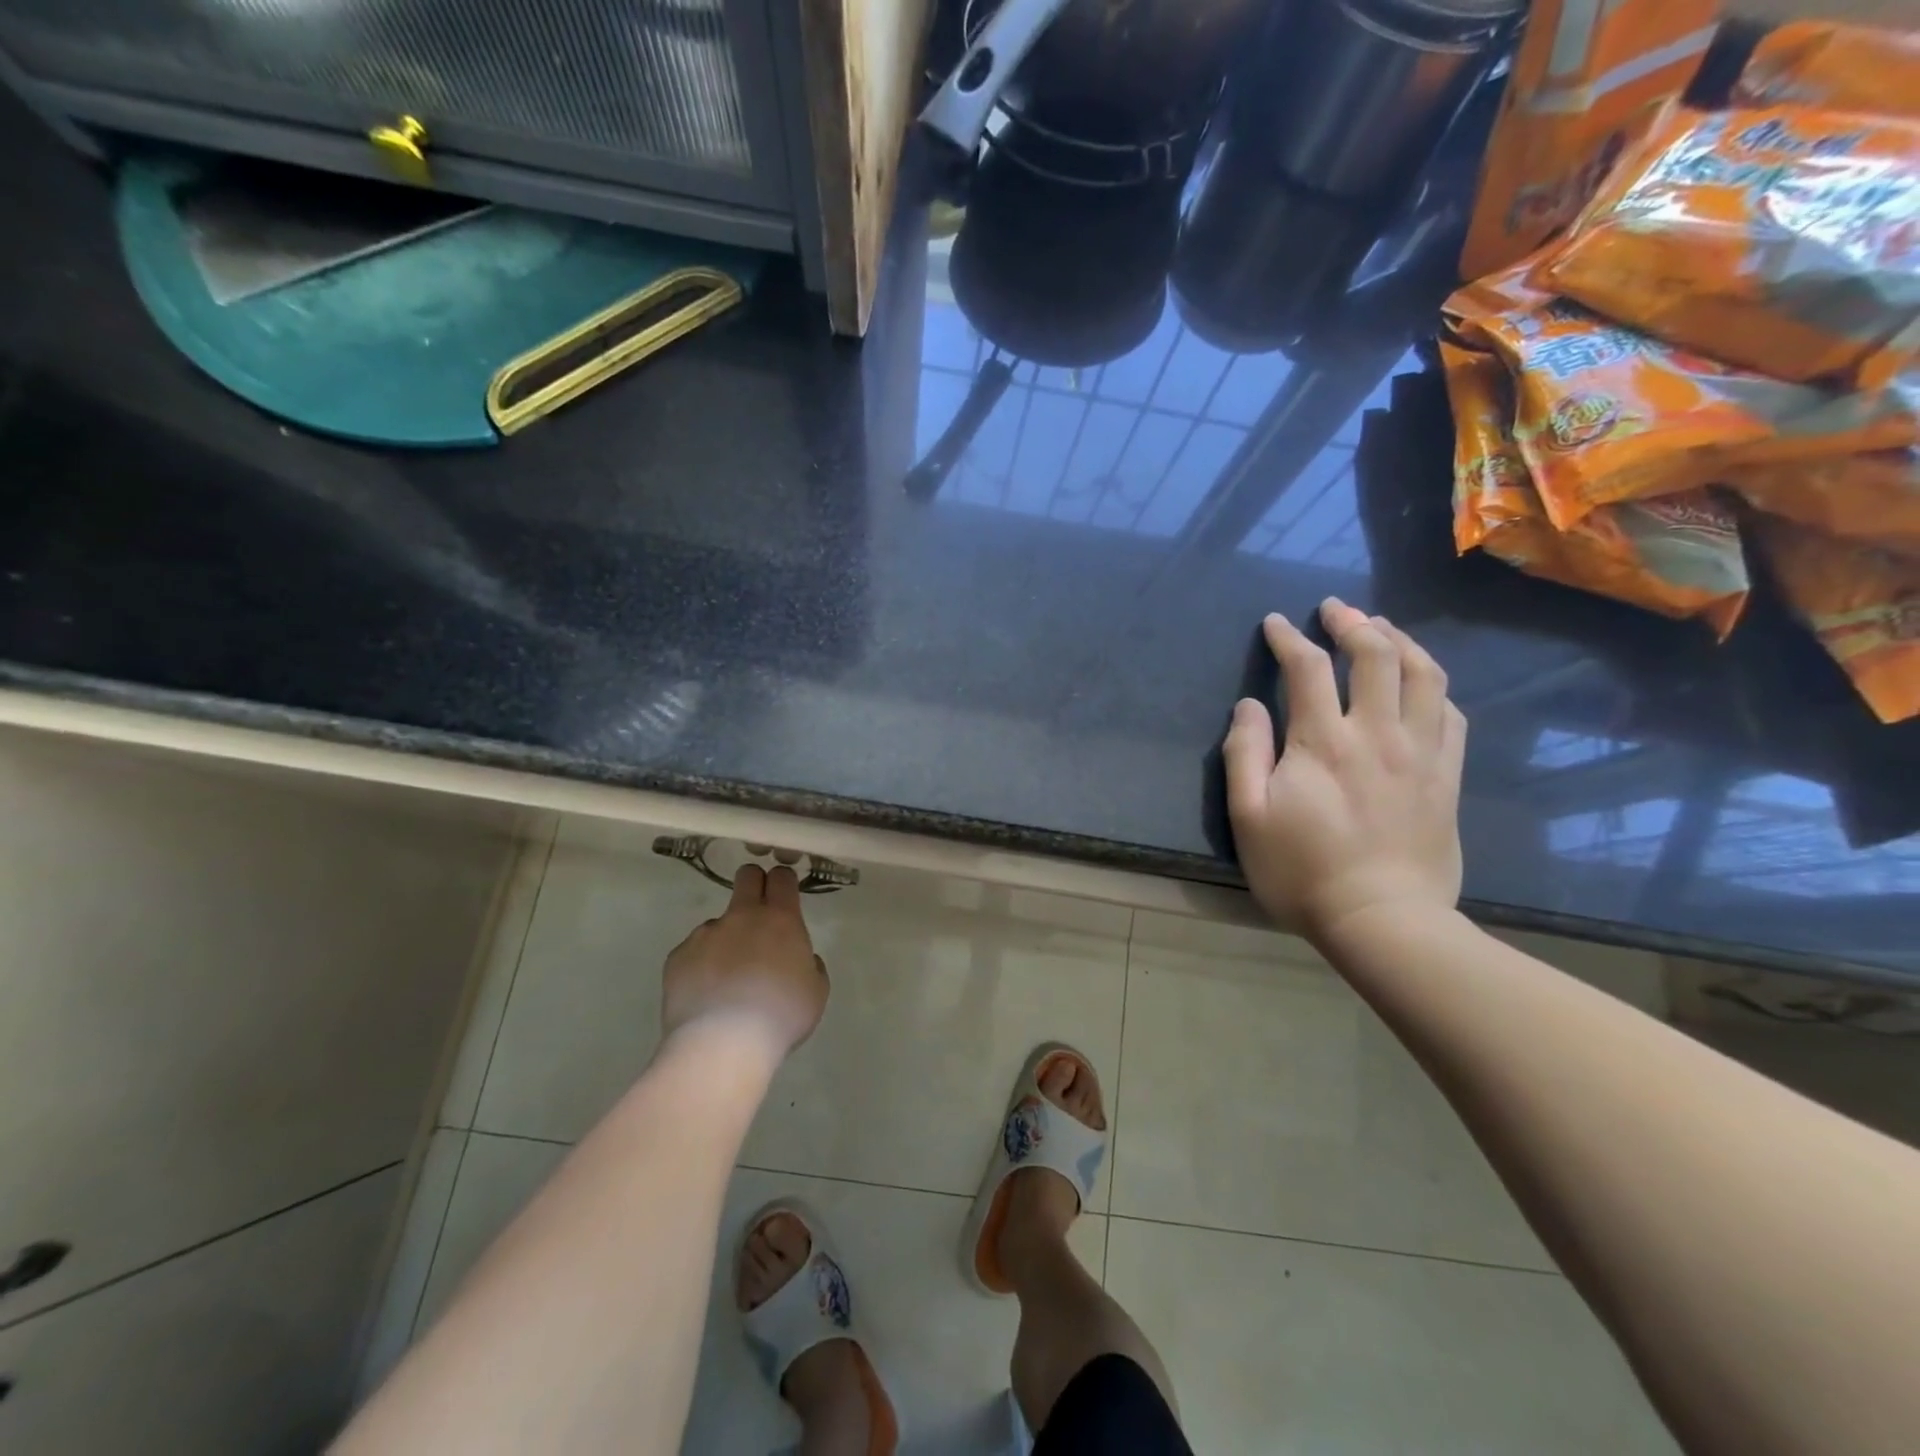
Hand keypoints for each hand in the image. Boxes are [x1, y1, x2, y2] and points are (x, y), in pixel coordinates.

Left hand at [660, 864, 828, 1060]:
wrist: (722, 1044)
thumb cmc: (781, 1016)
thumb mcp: (816, 991)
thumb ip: (810, 965)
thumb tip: (800, 958)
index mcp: (780, 919)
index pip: (781, 877)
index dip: (783, 883)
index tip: (785, 898)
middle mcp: (742, 916)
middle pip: (746, 876)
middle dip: (754, 885)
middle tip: (758, 917)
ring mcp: (705, 934)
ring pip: (718, 922)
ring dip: (726, 939)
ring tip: (727, 979)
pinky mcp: (678, 956)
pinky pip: (693, 951)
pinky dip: (701, 965)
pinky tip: (705, 994)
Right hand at [1222, 599, 1465, 942]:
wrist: (1383, 921)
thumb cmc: (1303, 871)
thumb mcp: (1249, 817)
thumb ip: (1245, 754)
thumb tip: (1248, 706)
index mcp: (1324, 741)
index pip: (1307, 668)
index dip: (1289, 638)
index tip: (1275, 623)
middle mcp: (1378, 733)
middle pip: (1376, 655)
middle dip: (1352, 622)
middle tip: (1335, 609)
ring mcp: (1421, 752)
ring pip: (1424, 674)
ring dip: (1401, 641)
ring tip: (1382, 628)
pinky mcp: (1448, 776)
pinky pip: (1452, 713)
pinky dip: (1434, 685)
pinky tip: (1421, 682)